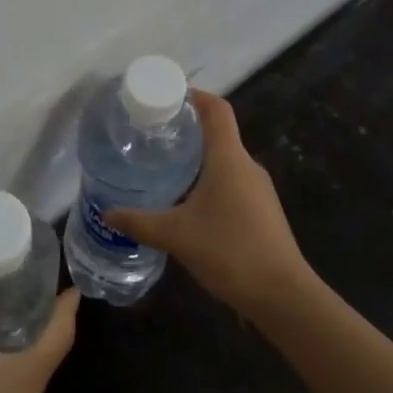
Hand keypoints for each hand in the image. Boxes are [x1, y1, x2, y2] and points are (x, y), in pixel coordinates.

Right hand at [106, 91, 312, 318]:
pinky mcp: (263, 212)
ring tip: (166, 166)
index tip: (168, 97)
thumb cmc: (230, 251)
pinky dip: (210, 181)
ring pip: (226, 161)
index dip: (195, 96)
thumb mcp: (176, 235)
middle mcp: (247, 165)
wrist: (284, 296)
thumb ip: (140, 222)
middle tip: (155, 134)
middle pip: (219, 133)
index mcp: (229, 158)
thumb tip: (108, 213)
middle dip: (189, 130)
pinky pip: (233, 183)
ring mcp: (259, 190)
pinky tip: (189, 203)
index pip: (217, 109)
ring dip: (199, 158)